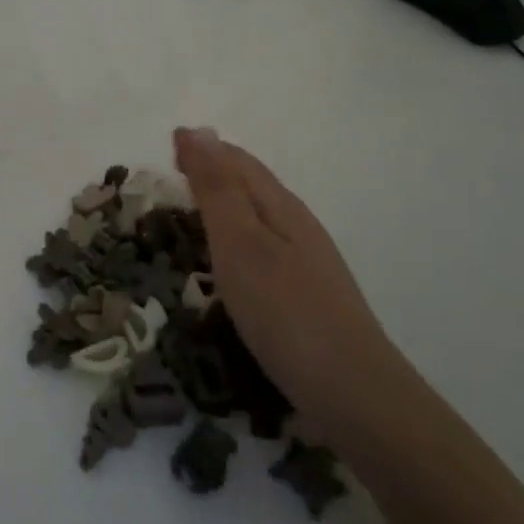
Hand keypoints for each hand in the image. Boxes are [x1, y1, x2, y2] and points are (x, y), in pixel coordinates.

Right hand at [172, 127, 398, 434]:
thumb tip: (197, 130)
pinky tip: (230, 260)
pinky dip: (237, 239)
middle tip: (176, 168)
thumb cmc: (284, 310)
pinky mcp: (306, 297)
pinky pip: (263, 249)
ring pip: (260, 217)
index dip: (204, 149)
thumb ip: (217, 189)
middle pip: (253, 185)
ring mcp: (307, 263)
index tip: (170, 141)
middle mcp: (297, 226)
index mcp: (281, 206)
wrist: (352, 393)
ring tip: (194, 207)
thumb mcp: (240, 243)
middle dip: (216, 170)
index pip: (238, 162)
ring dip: (227, 203)